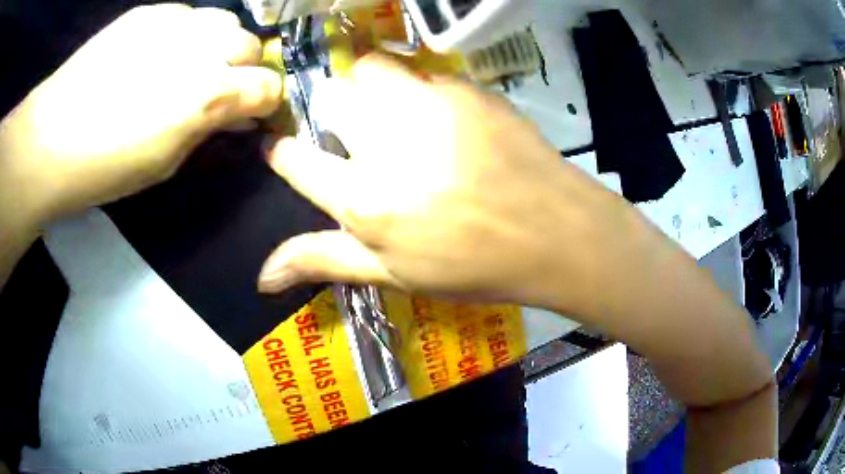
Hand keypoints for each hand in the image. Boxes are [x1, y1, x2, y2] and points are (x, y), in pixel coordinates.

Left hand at [0, 4, 281, 225]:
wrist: (51, 137)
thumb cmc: (106, 167)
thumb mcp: (165, 164)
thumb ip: (207, 130)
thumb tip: (236, 115)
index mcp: (208, 95)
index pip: (268, 86)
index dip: (264, 100)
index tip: (250, 111)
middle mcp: (201, 49)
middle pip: (250, 46)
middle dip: (242, 68)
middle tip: (214, 87)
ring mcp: (174, 22)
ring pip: (224, 21)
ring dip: (217, 43)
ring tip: (188, 62)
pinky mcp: (149, 12)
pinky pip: (186, 14)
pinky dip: (184, 32)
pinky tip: (158, 52)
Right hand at [259, 54, 645, 312]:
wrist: (555, 232)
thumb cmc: (474, 264)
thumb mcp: (395, 274)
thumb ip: (324, 261)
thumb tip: (262, 276)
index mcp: (364, 199)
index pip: (296, 160)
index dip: (281, 152)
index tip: (279, 147)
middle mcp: (387, 141)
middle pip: (332, 98)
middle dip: (336, 113)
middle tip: (361, 137)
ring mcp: (430, 105)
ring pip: (373, 70)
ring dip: (373, 90)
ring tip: (398, 120)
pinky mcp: (466, 89)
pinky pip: (424, 74)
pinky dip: (421, 92)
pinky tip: (446, 122)